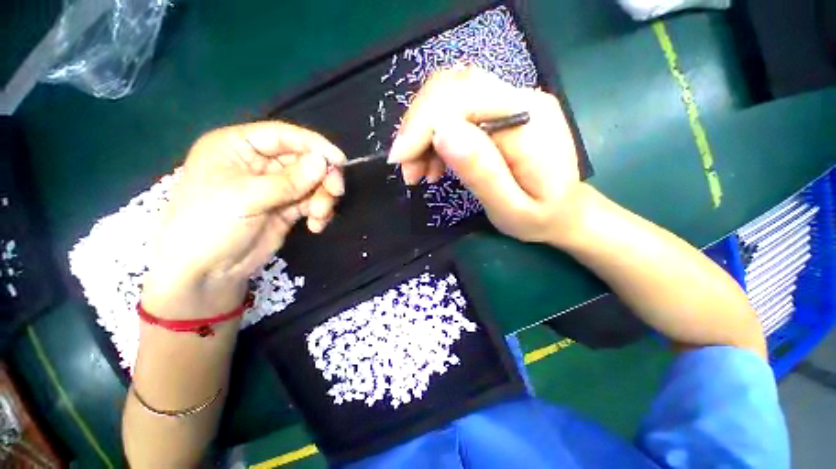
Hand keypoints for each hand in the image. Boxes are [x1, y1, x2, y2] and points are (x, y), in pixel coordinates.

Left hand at [142, 121, 345, 317]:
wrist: (206, 273)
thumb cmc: (210, 226)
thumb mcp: (246, 198)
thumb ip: (289, 180)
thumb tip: (324, 162)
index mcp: (238, 147)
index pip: (283, 136)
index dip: (314, 145)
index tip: (339, 160)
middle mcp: (258, 163)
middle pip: (304, 160)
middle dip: (322, 177)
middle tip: (335, 192)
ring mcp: (275, 187)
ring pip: (312, 183)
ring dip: (322, 198)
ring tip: (319, 216)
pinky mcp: (286, 208)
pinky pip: (312, 202)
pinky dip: (319, 212)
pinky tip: (315, 225)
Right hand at [389, 66, 583, 243]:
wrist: (564, 210)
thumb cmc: (539, 217)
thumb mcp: (509, 207)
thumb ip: (481, 171)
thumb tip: (442, 133)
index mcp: (527, 120)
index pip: (460, 100)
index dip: (422, 126)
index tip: (400, 161)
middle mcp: (520, 98)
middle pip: (451, 89)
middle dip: (418, 128)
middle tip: (408, 169)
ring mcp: (511, 101)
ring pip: (449, 97)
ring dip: (423, 132)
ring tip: (420, 172)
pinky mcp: (501, 111)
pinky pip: (457, 111)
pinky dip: (435, 136)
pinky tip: (434, 163)